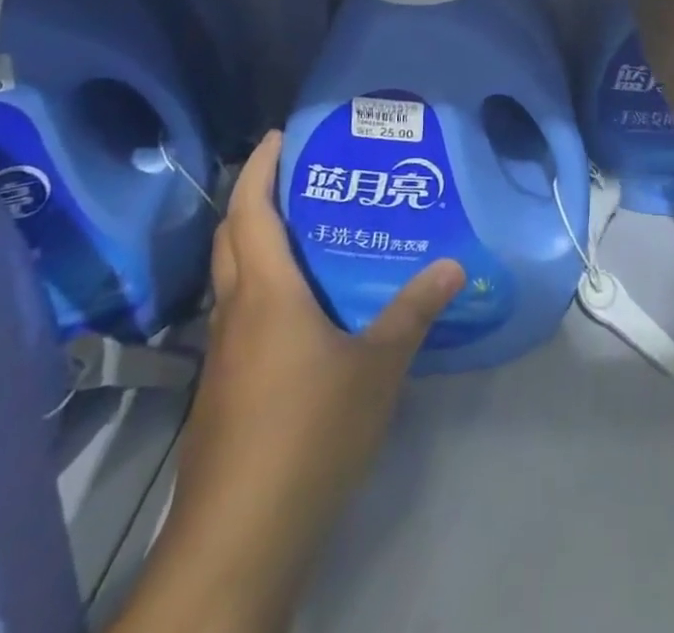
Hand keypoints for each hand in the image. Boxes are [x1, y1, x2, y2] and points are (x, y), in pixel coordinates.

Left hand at [135, 131, 463, 631]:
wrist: (239, 539)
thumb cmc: (309, 432)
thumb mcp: (376, 367)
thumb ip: (413, 312)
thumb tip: (453, 265)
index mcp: (265, 293)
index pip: (251, 209)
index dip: (261, 166)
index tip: (279, 135)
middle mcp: (234, 312)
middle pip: (230, 236)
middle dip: (253, 196)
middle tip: (296, 176)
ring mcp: (220, 354)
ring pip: (229, 277)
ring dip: (253, 243)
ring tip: (302, 231)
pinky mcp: (221, 389)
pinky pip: (236, 315)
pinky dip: (258, 288)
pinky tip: (297, 310)